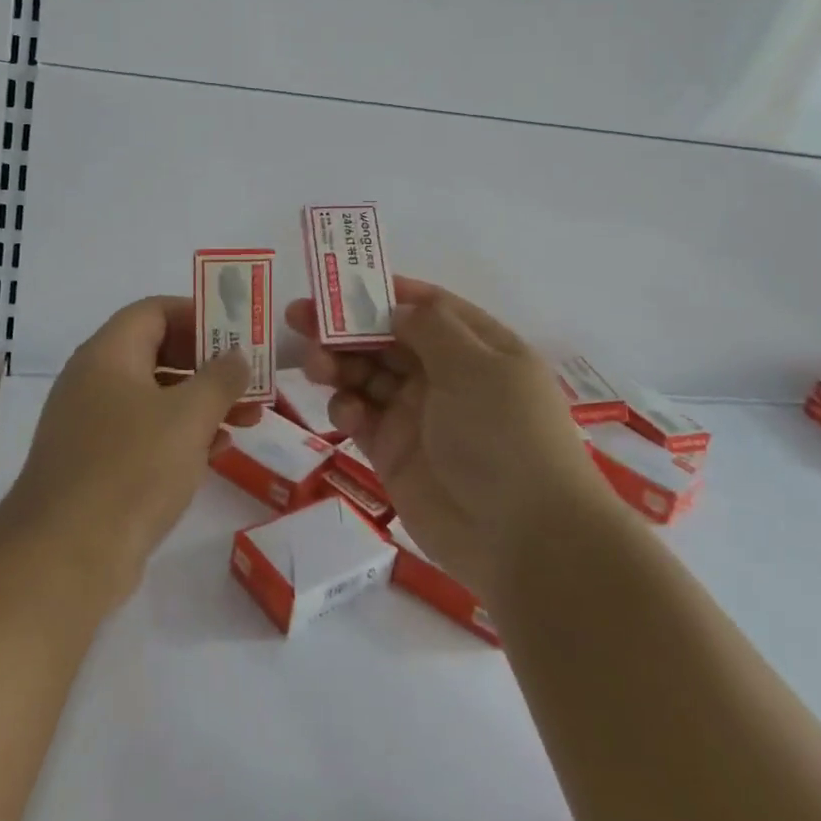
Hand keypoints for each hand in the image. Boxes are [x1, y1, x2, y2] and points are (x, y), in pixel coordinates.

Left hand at [0, 296, 257, 607]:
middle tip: (250, 379)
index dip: (199, 313)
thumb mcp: (189, 416)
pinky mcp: (96, 464)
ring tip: (248, 419)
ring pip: (156, 397)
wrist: (64, 557)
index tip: (238, 332)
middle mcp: (95, 380)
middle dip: (208, 364)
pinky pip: (145, 433)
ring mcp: (92, 424)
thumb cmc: (131, 469)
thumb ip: (220, 378)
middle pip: (158, 352)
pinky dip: (181, 434)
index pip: (154, 310)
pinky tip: (216, 452)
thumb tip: (237, 355)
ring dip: (202, 403)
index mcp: (108, 354)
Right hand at [286, 278, 614, 597]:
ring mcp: (418, 415)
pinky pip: (361, 418)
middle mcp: (447, 376)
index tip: (341, 282)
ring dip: (338, 364)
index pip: (427, 306)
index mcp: (477, 348)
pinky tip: (346, 413)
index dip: (385, 291)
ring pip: (366, 375)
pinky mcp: (394, 453)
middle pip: (386, 338)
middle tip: (298, 316)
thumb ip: (430, 328)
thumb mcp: (476, 366)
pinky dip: (347, 409)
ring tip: (314, 365)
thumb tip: (397, 307)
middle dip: (344, 325)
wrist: (522, 539)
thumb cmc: (504, 435)